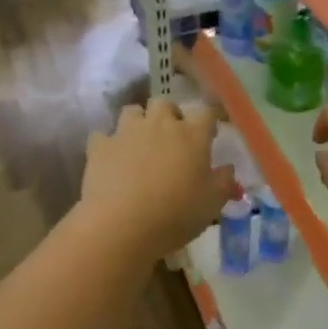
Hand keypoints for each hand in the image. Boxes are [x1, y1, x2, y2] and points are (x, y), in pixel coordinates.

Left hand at [81, 98, 233, 259]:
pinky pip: (103, 136)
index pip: (205, 113)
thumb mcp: (212, 204)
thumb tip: (227, 169)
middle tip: (172, 139)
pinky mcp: (100, 146)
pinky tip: (112, 161)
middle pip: (165, 104)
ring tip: (140, 144)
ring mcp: (127, 132)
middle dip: (169, 116)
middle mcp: (160, 124)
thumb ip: (223, 182)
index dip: (207, 122)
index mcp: (192, 135)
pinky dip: (109, 145)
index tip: (208, 137)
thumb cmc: (176, 214)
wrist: (122, 225)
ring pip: (132, 111)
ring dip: (138, 123)